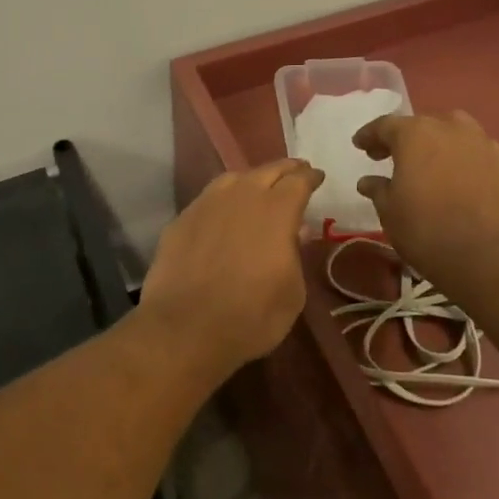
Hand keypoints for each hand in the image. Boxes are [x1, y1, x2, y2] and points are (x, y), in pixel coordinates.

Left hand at [141, 159, 323, 368]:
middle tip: (296, 171)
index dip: (310, 177)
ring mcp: (206, 204)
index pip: (298, 181)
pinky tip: (223, 212)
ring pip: (233, 179)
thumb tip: (295, 231)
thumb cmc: (251, 317)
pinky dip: (222, 200)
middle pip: (267, 171)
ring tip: (258, 186)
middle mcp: (241, 197)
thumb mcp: (292, 293)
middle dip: (285, 170)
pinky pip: (208, 199)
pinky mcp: (181, 219)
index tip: (317, 176)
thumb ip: (295, 255)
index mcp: (276, 211)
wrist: (185, 328)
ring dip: (251, 180)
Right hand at [353, 111, 498, 280]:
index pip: (385, 125)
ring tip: (429, 163)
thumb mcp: (390, 211)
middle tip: (391, 156)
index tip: (360, 145)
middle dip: (404, 138)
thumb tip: (368, 181)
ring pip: (454, 133)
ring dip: (438, 143)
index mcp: (415, 134)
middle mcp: (450, 128)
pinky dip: (463, 159)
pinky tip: (458, 179)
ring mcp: (482, 143)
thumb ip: (378, 189)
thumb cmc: (425, 229)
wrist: (487, 256)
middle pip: (422, 125)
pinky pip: (476, 152)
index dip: (370, 135)